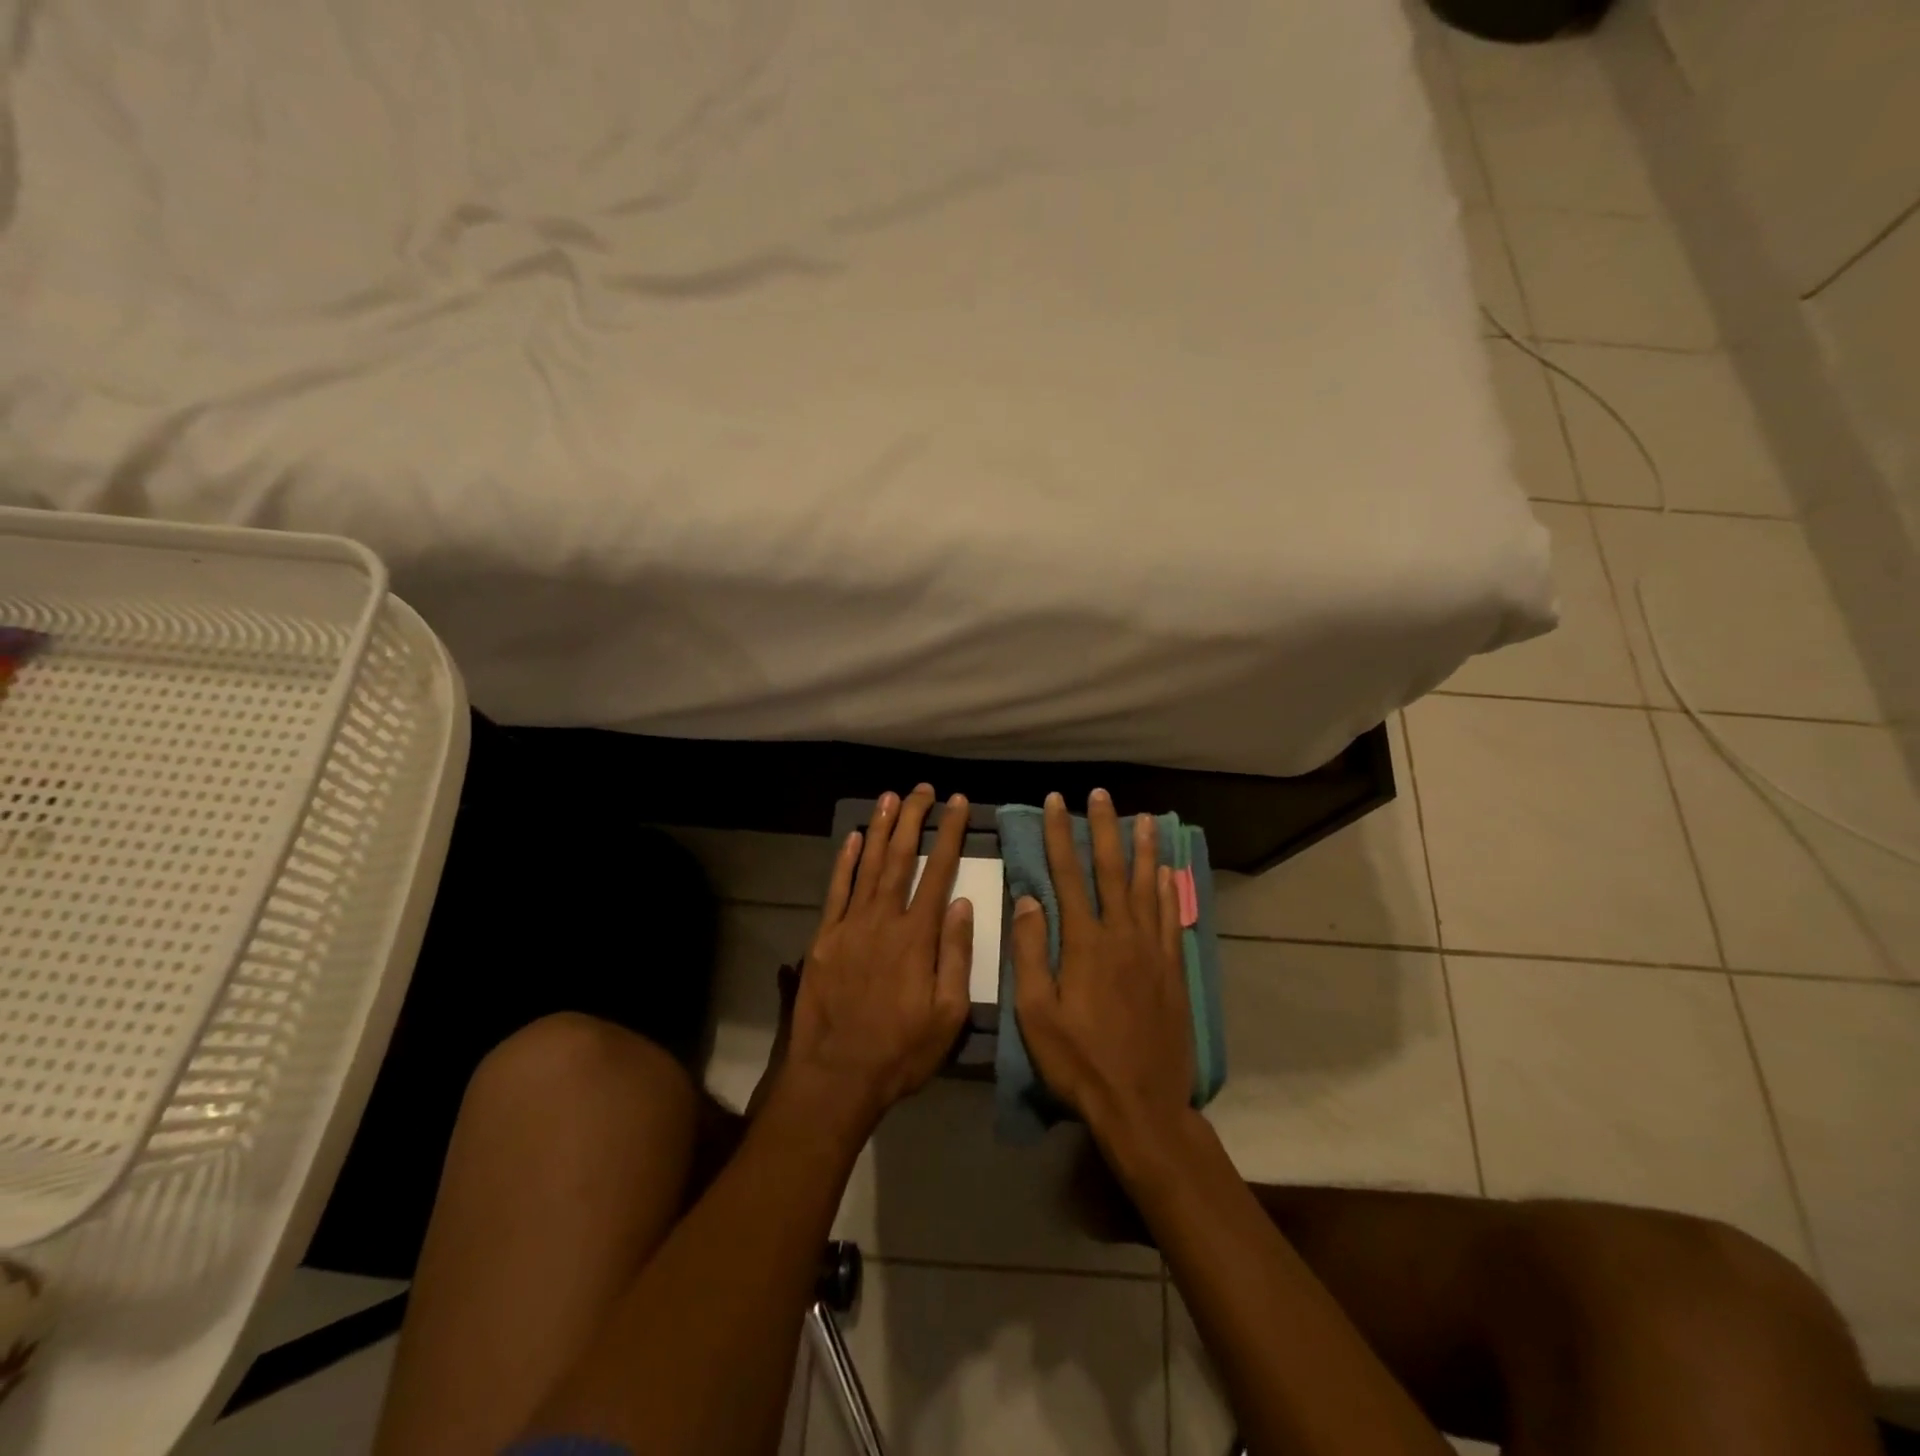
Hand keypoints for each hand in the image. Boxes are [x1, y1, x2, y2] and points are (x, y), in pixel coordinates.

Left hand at [786, 785, 972, 1130]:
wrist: (835, 1076)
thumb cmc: (900, 1051)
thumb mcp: (948, 1015)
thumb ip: (956, 955)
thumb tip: (962, 903)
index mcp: (917, 937)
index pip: (938, 872)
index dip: (949, 834)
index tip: (957, 804)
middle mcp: (883, 920)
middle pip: (901, 858)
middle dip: (914, 819)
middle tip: (923, 789)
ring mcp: (849, 926)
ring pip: (869, 865)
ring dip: (881, 829)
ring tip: (891, 798)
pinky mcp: (824, 938)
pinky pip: (836, 890)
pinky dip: (845, 861)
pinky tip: (854, 838)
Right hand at [1012, 790, 1193, 1139]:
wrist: (1141, 1104)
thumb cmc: (1078, 1061)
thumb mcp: (1035, 1012)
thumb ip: (1030, 952)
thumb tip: (1027, 898)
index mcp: (1084, 943)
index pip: (1067, 875)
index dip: (1060, 836)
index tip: (1056, 803)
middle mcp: (1121, 935)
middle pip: (1111, 870)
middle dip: (1104, 829)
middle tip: (1101, 795)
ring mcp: (1152, 951)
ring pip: (1148, 887)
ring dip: (1144, 850)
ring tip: (1145, 818)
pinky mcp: (1173, 970)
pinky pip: (1172, 918)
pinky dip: (1170, 890)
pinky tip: (1169, 873)